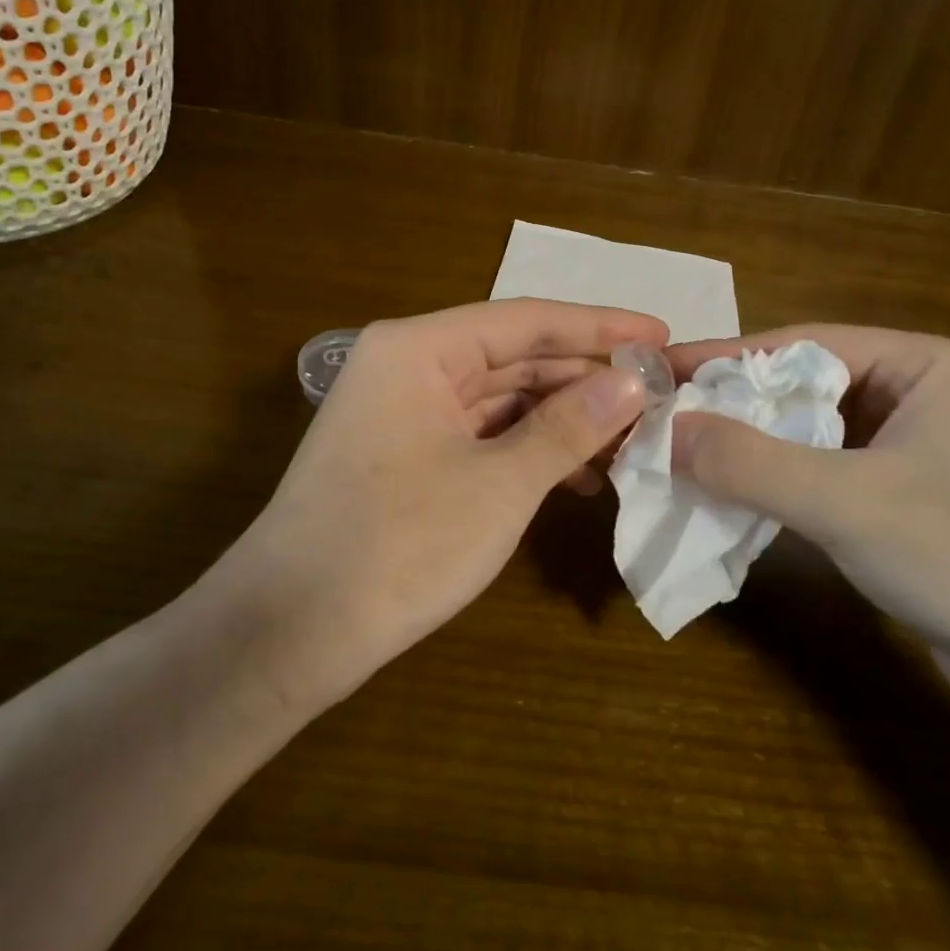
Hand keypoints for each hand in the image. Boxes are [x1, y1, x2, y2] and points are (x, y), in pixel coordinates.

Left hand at [229, 299, 666, 700]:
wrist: (289, 630)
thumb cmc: (400, 544)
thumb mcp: (500, 484)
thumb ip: (568, 427)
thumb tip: (631, 385)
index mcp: (420, 348)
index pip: (526, 320)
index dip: (600, 328)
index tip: (660, 335)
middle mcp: (408, 365)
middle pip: (514, 357)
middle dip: (584, 380)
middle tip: (655, 397)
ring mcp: (402, 411)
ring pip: (500, 399)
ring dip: (560, 419)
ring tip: (628, 441)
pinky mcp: (404, 454)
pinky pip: (479, 434)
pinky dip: (526, 449)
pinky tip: (575, 474)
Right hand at [666, 325, 949, 703]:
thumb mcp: (845, 503)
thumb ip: (748, 462)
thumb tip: (665, 429)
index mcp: (929, 365)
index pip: (805, 343)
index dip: (727, 357)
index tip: (661, 369)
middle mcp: (929, 396)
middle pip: (808, 388)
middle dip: (738, 407)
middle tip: (666, 417)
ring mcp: (925, 452)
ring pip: (817, 435)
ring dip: (756, 449)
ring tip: (687, 456)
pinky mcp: (917, 503)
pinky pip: (832, 476)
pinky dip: (784, 484)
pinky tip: (739, 499)